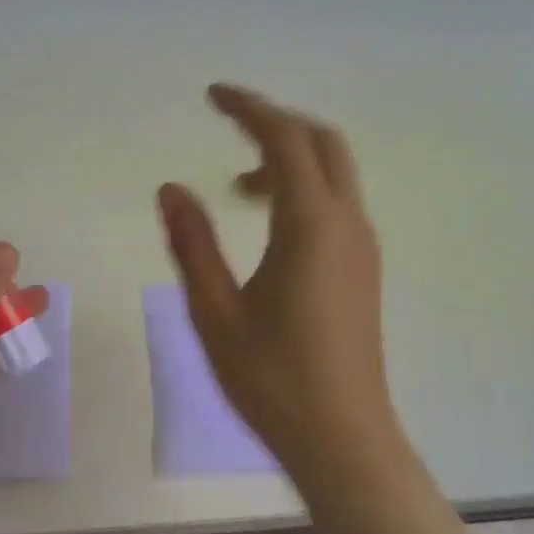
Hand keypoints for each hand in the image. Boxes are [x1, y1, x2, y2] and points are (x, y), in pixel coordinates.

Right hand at [157, 84, 406, 486]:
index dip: (248, 109)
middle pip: (322, 143)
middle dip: (275, 125)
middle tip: (228, 129)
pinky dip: (303, 191)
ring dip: (289, 161)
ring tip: (236, 191)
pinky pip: (337, 205)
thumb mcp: (215, 312)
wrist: (342, 438)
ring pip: (334, 174)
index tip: (212, 95)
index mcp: (310, 226)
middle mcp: (347, 224)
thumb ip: (193, 243)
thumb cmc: (272, 379)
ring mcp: (362, 248)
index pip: (284, 140)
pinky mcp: (364, 270)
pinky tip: (268, 227)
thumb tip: (170, 188)